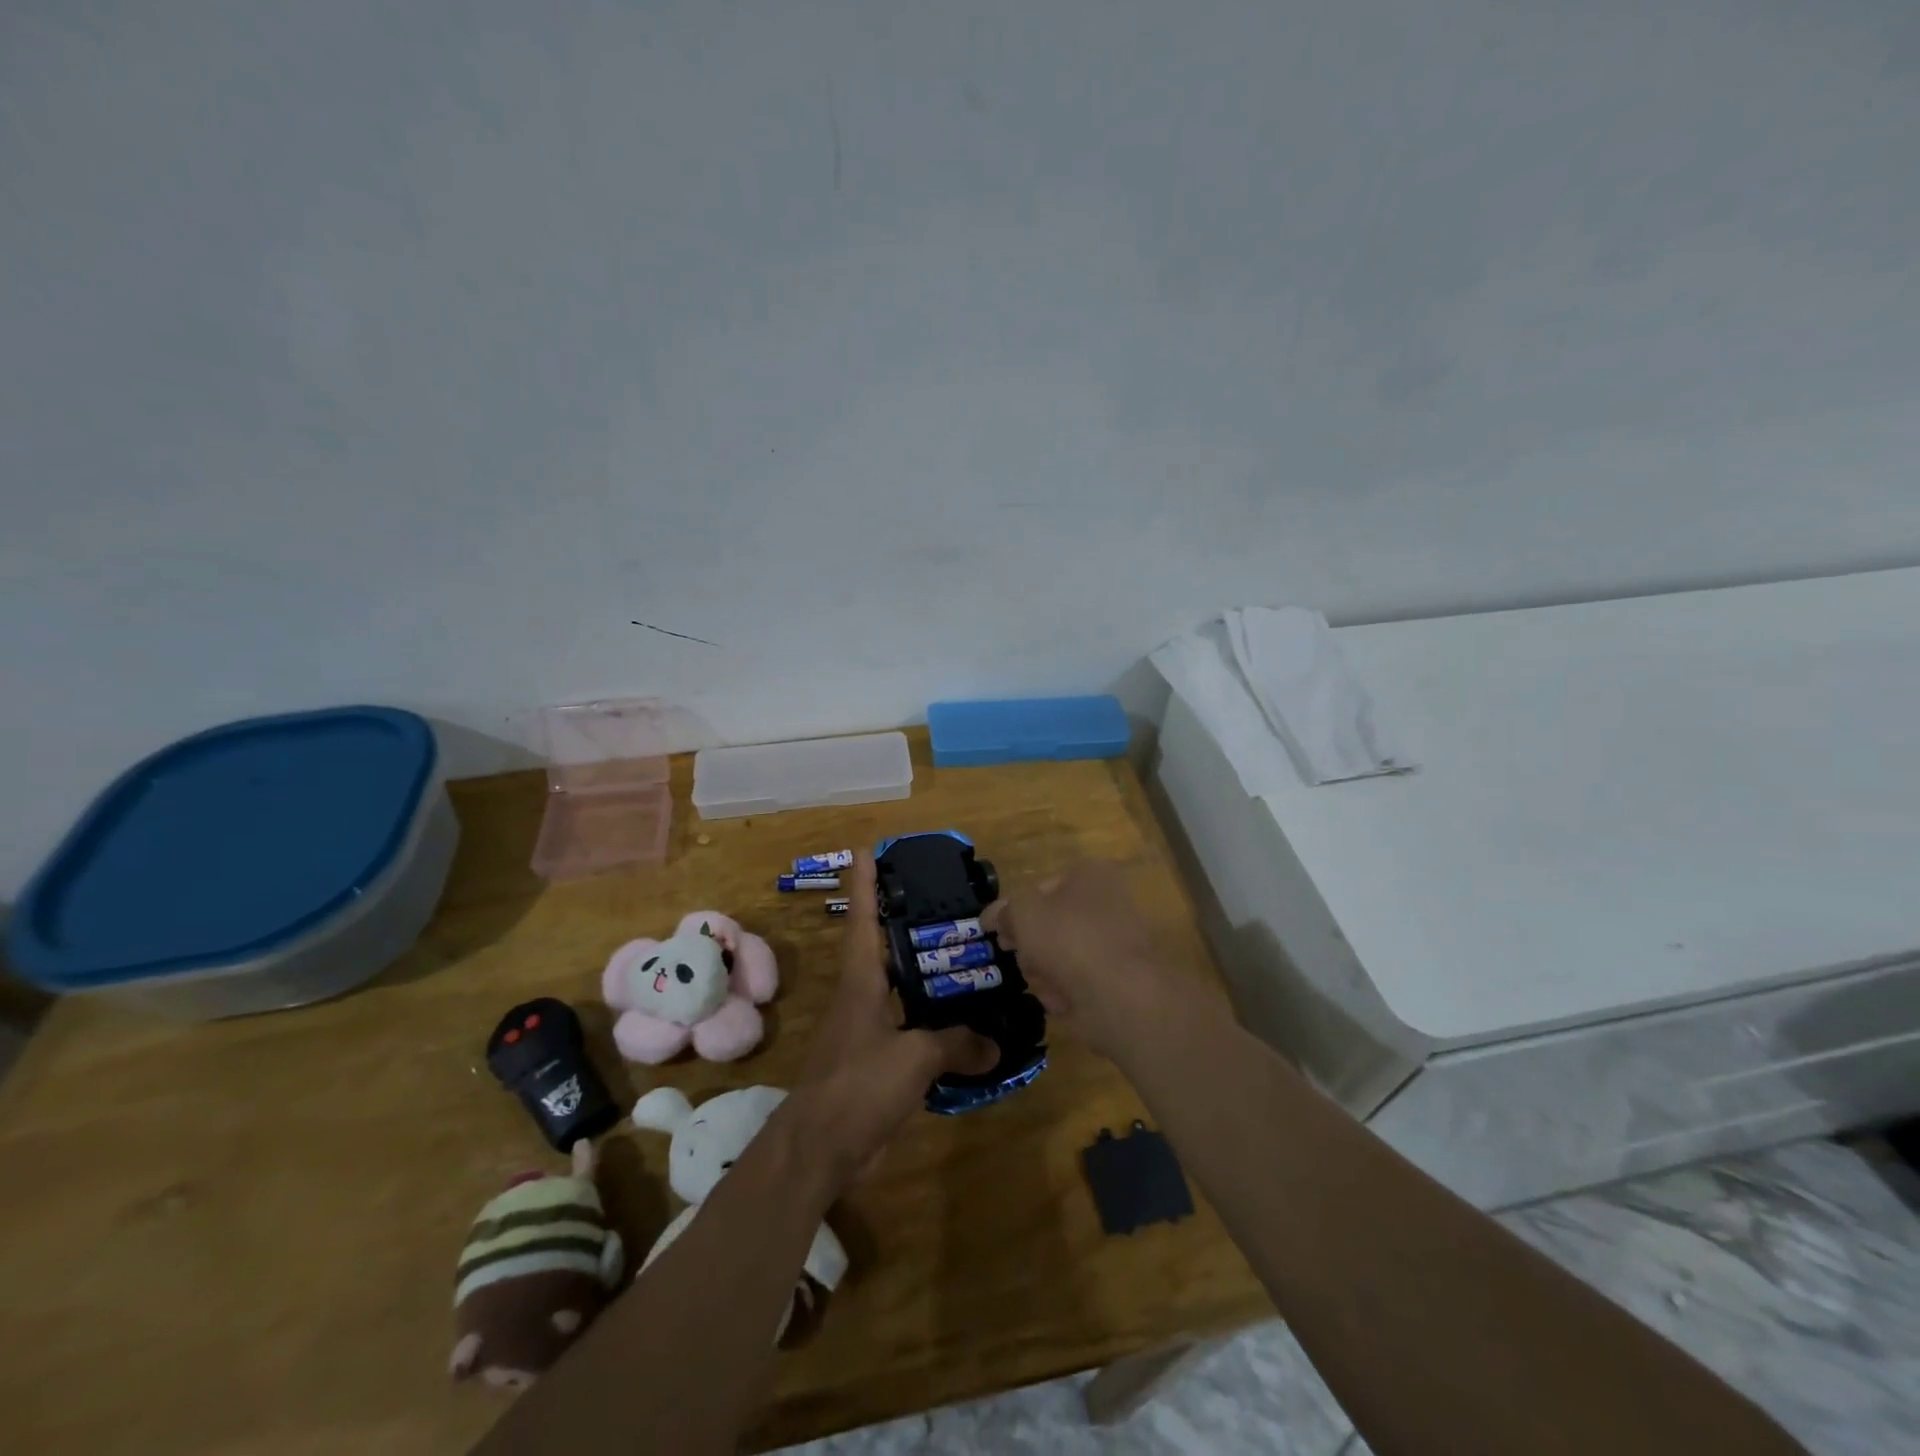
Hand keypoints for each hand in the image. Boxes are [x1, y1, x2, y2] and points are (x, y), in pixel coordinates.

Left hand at [791, 851, 994, 1184]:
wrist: (820, 1148)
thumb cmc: (858, 1085)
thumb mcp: (913, 1058)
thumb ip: (956, 1044)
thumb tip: (996, 1043)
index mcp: (862, 981)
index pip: (863, 919)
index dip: (865, 883)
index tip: (867, 850)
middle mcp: (863, 997)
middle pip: (884, 948)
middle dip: (906, 922)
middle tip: (944, 901)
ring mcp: (868, 1030)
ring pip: (902, 989)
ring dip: (927, 974)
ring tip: (967, 957)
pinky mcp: (878, 1062)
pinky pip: (912, 1030)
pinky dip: (936, 1024)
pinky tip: (966, 1026)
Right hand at [983, 861, 1199, 1059]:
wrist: (1121, 996)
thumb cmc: (1069, 939)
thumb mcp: (1023, 912)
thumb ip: (1004, 910)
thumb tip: (993, 917)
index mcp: (1091, 875)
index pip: (1041, 888)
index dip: (1016, 911)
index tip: (999, 933)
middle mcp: (1108, 903)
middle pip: (1052, 925)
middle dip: (1031, 946)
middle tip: (1020, 958)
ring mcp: (1116, 944)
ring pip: (1062, 956)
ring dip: (1045, 972)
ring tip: (1044, 983)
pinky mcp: (1119, 981)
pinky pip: (1079, 984)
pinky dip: (1066, 994)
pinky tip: (1063, 1001)